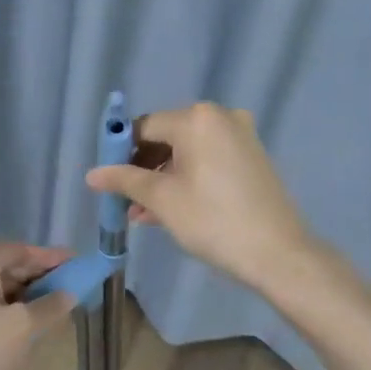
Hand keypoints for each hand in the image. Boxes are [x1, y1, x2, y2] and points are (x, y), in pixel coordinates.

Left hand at [0, 242, 75, 369]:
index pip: (24, 251)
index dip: (55, 260)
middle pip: (9, 267)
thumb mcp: (21, 329)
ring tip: (52, 314)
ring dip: (23, 300)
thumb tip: (69, 293)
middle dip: (40, 281)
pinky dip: (5, 313)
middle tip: (72, 292)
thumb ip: (50, 306)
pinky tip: (22, 331)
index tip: (81, 266)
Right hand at [86, 102, 317, 295]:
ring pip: (188, 151)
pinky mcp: (252, 155)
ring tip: (144, 213)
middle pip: (167, 136)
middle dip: (143, 168)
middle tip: (126, 200)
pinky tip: (172, 208)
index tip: (110, 181)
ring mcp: (240, 135)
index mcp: (196, 118)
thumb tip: (92, 174)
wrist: (278, 253)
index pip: (144, 127)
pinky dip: (188, 177)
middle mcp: (220, 116)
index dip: (121, 152)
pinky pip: (209, 159)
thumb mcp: (163, 200)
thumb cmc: (213, 220)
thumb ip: (125, 180)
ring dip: (163, 177)